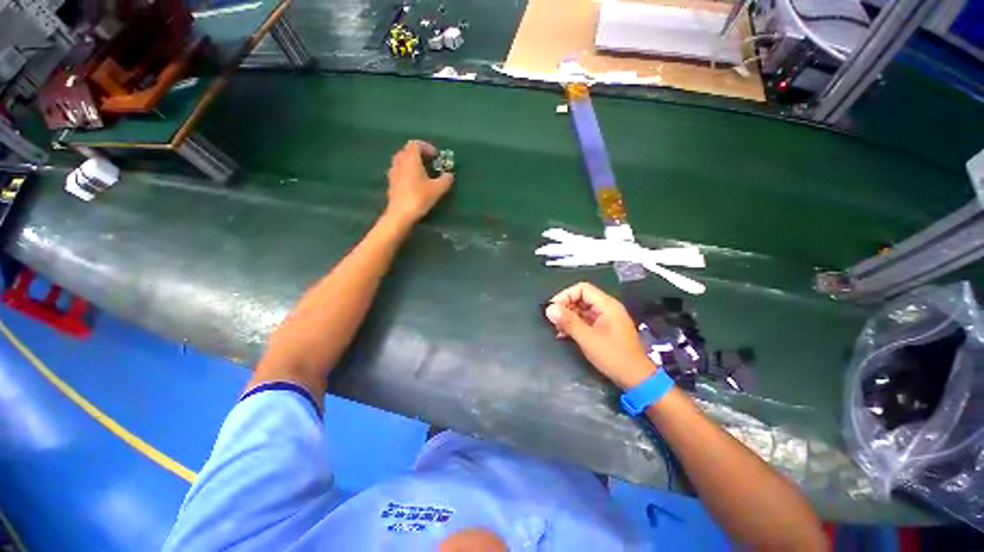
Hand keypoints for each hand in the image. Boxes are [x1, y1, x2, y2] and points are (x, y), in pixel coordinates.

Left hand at [384, 140, 453, 224]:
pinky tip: (415, 184)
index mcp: (410, 159)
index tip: (436, 156)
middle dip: (419, 154)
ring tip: (423, 173)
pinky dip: (407, 173)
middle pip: (407, 151)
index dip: (426, 147)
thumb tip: (449, 175)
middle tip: (430, 163)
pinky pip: (399, 172)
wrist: (400, 214)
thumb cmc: (419, 198)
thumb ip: (445, 180)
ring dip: (412, 163)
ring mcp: (393, 173)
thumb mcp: (438, 189)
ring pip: (402, 161)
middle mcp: (399, 162)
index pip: (415, 144)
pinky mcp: (391, 184)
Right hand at [545, 282, 655, 388]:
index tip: (553, 309)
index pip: (582, 288)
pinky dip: (575, 324)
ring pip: (582, 310)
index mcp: (607, 305)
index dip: (565, 295)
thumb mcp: (587, 338)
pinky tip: (564, 334)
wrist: (637, 379)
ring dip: (568, 317)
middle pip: (582, 298)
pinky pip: (586, 320)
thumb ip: (568, 321)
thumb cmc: (613, 356)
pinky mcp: (605, 329)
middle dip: (565, 307)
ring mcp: (607, 319)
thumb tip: (549, 309)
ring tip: (557, 329)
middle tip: (553, 320)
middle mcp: (607, 308)